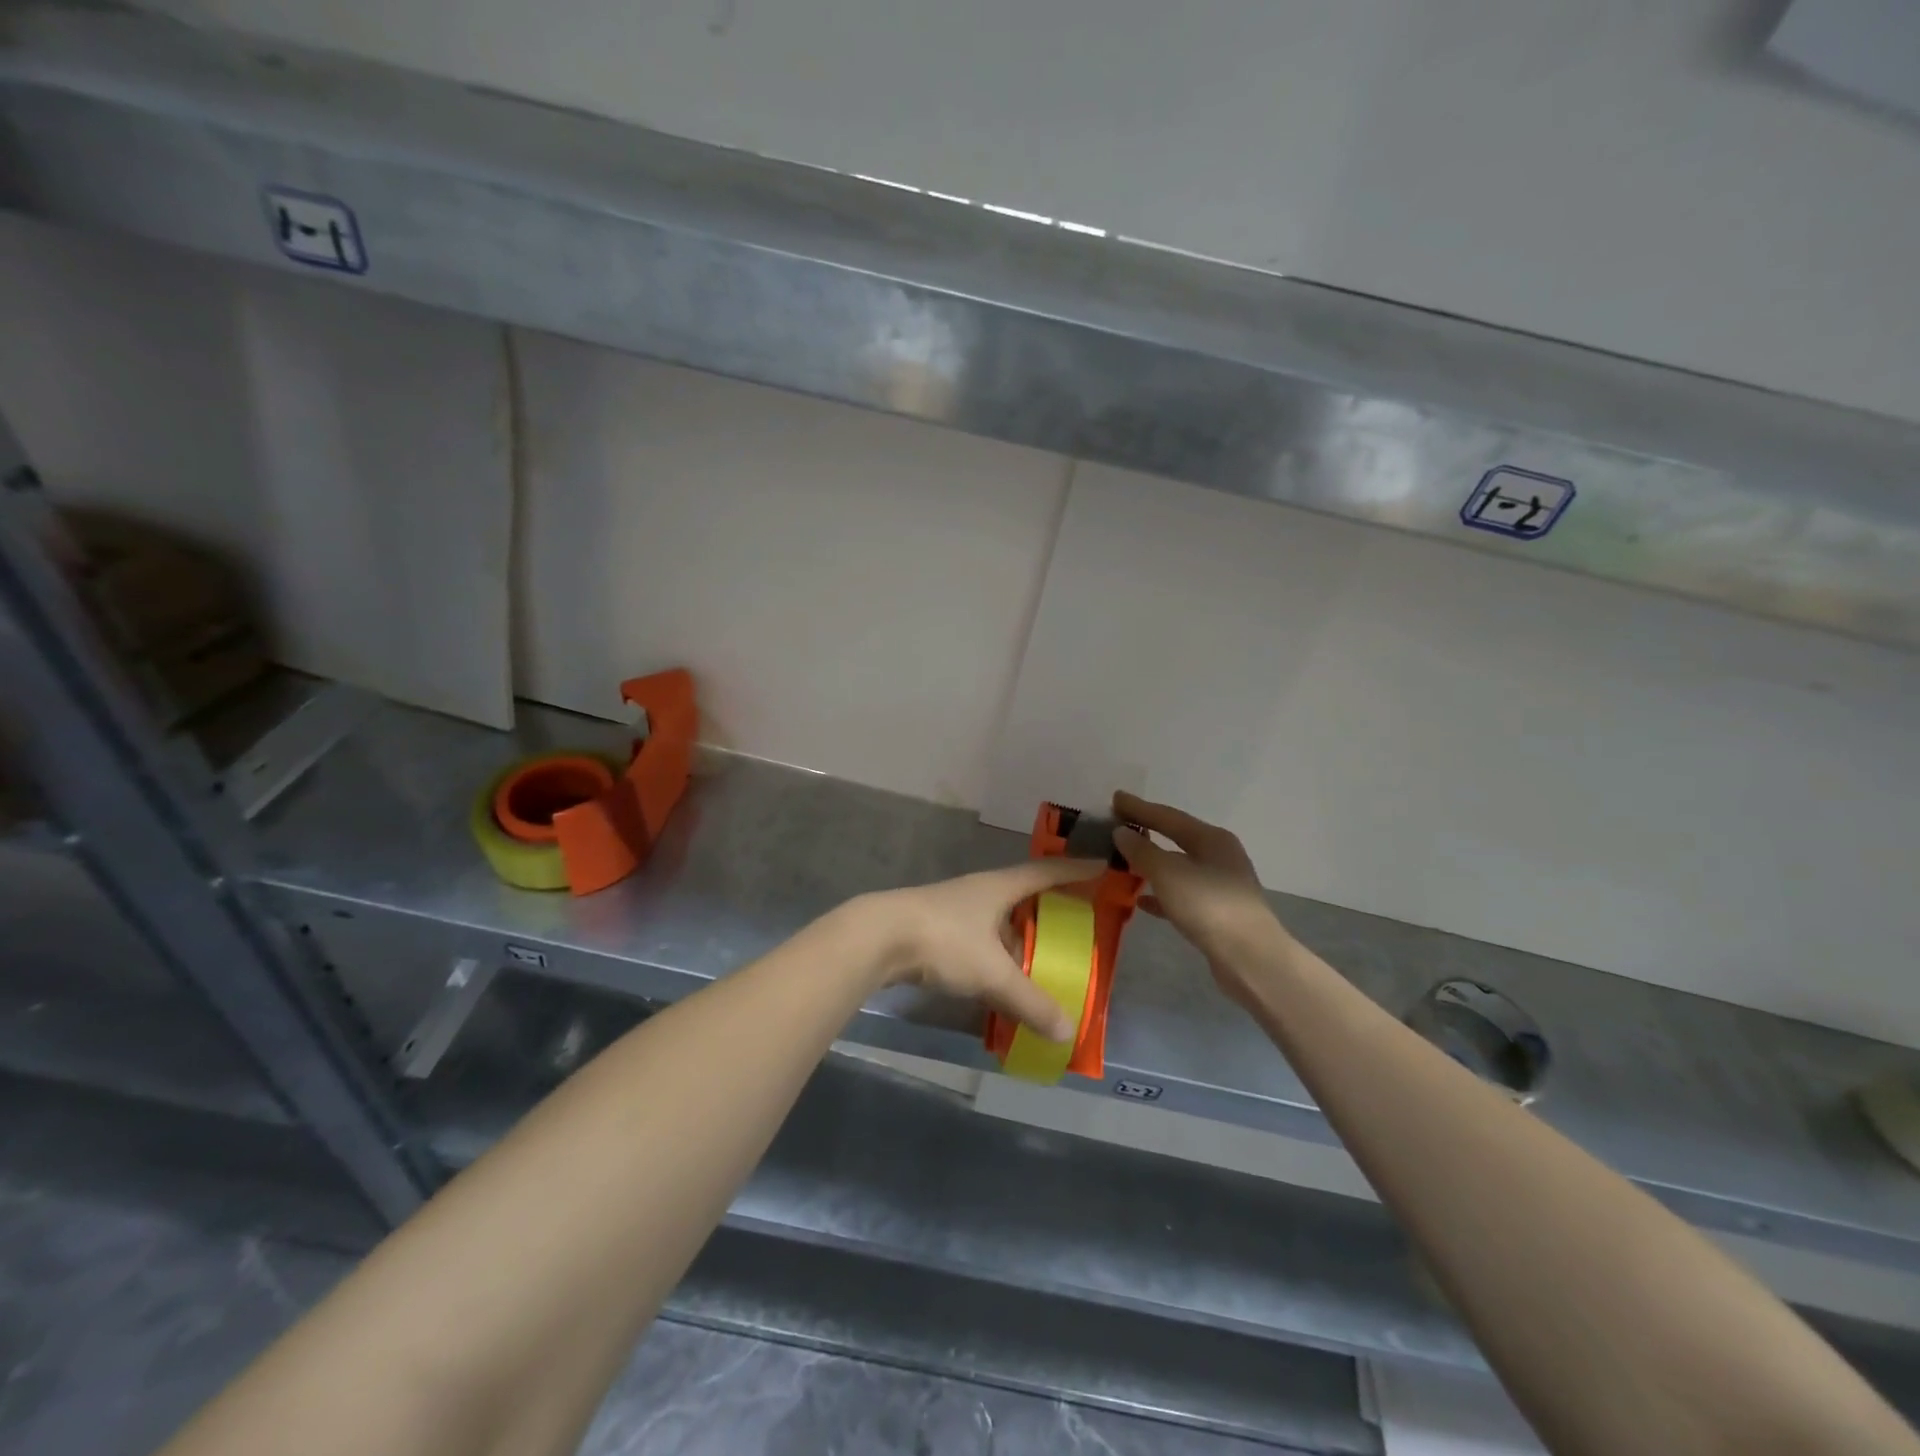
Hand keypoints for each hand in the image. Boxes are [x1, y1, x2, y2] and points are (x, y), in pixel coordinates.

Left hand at [859, 858, 1105, 1041]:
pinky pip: (980, 941)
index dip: (1076, 871)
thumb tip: (1067, 1032)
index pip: (1047, 872)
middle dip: (1050, 908)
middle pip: (1024, 895)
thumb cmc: (944, 940)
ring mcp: (956, 909)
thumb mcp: (993, 973)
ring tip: (1042, 963)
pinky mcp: (937, 929)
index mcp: (1000, 887)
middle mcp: (980, 891)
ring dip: (1020, 939)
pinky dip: (996, 958)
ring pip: (999, 921)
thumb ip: (1029, 1002)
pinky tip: (1000, 982)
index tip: (1102, 869)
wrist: (877, 938)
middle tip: (1077, 925)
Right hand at [1111, 792, 1289, 1007]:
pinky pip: (1181, 894)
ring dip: (1152, 863)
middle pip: (1176, 838)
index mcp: (1211, 838)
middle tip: (1118, 826)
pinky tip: (1142, 900)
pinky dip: (1161, 893)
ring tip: (1124, 861)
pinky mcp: (1217, 912)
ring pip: (1178, 866)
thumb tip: (1121, 832)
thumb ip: (1142, 851)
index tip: (1115, 798)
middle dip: (1147, 832)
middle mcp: (1219, 855)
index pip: (1168, 816)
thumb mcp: (1168, 874)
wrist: (1250, 958)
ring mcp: (1220, 884)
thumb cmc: (1208, 906)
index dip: (1139, 807)